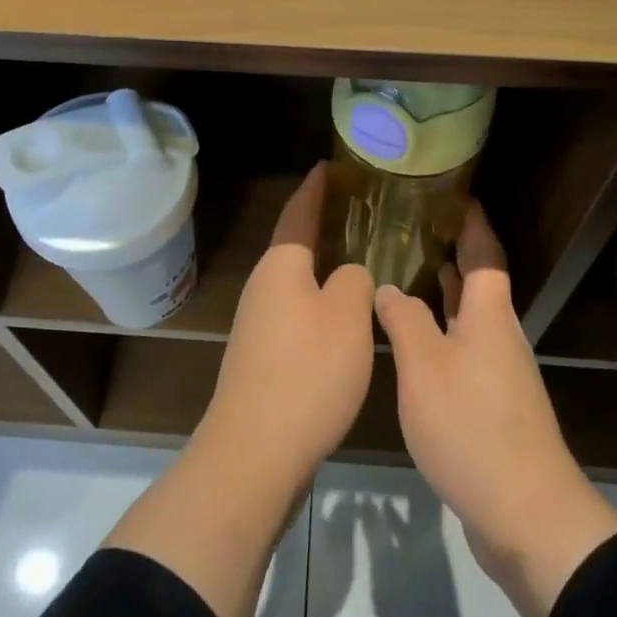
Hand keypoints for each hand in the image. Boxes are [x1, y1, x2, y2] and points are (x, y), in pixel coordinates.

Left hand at [195, 164, 376, 484]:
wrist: (256, 451)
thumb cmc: (307, 372)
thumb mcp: (346, 315)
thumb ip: (354, 281)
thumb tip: (347, 275)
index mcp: (280, 267)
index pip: (298, 213)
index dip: (316, 188)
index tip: (330, 165)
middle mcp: (263, 288)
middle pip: (295, 247)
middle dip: (322, 227)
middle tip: (359, 212)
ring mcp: (258, 325)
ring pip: (297, 284)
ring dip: (324, 269)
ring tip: (360, 259)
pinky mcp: (263, 359)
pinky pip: (298, 315)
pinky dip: (321, 304)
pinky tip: (345, 318)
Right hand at [375, 202, 616, 616]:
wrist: (525, 514)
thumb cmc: (471, 426)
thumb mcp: (424, 366)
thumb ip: (403, 319)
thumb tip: (389, 288)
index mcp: (489, 316)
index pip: (483, 254)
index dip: (470, 223)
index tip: (451, 196)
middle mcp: (499, 337)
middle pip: (477, 284)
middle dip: (450, 256)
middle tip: (410, 232)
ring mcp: (498, 375)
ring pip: (467, 320)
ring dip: (441, 297)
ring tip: (404, 277)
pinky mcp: (491, 408)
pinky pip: (462, 353)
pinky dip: (439, 335)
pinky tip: (411, 345)